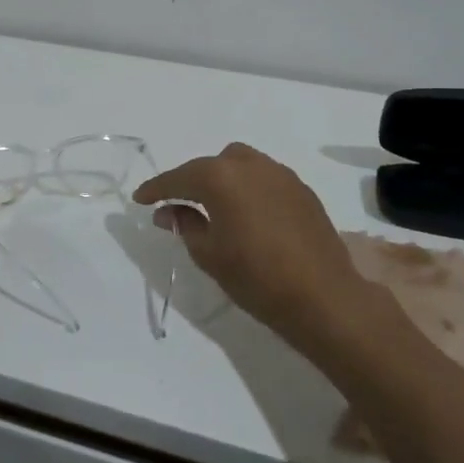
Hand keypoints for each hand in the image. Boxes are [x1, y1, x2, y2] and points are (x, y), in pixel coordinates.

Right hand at [133, 142, 365, 347]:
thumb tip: (168, 210)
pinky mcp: (301, 189)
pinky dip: (248, 188)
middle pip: (211, 165)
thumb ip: (184, 224)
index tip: (139, 199)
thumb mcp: (208, 254)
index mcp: (220, 178)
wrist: (324, 297)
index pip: (179, 178)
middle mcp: (250, 165)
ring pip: (240, 165)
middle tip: (178, 204)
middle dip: (191, 181)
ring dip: (222, 180)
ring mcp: (280, 174)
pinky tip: (248, 213)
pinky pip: (264, 178)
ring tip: (215, 206)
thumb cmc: (256, 278)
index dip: (156, 189)